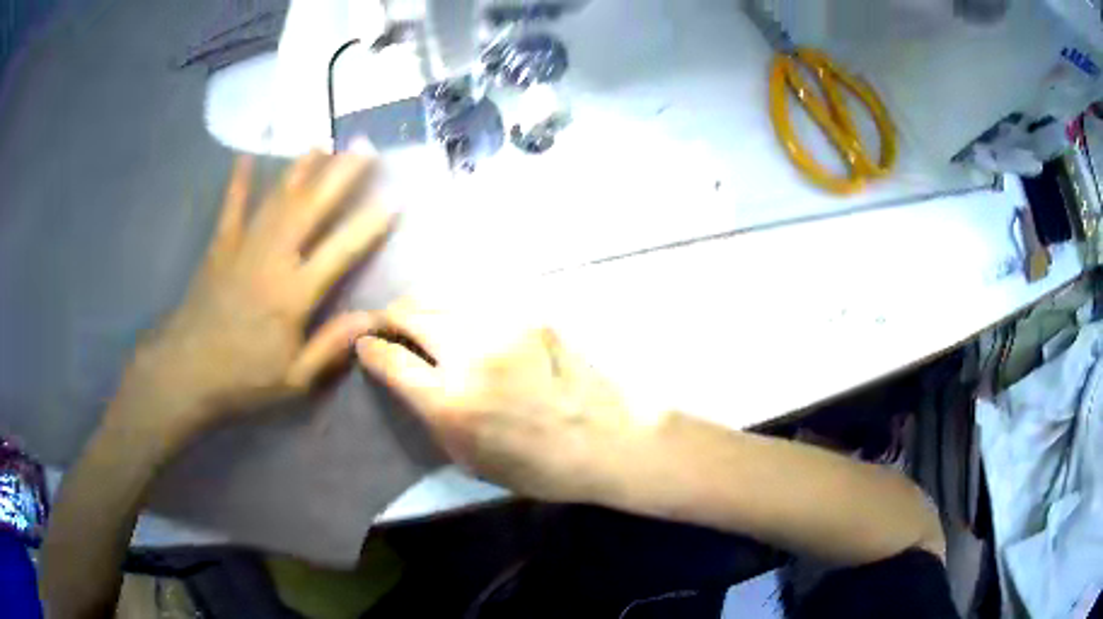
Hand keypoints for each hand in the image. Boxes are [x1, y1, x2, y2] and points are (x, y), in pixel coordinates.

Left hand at [116, 152, 391, 439]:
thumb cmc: (243, 380)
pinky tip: (245, 157)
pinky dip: (237, 182)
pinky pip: (231, 208)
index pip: (340, 251)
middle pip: (310, 209)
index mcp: (292, 295)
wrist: (186, 373)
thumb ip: (331, 346)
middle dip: (340, 176)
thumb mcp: (294, 381)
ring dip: (301, 169)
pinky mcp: (219, 248)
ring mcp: (243, 249)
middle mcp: (271, 261)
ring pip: (277, 200)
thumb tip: (373, 318)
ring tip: (324, 143)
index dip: (370, 225)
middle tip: (365, 147)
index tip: (395, 199)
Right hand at [356, 299, 640, 503]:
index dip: (370, 348)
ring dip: (424, 309)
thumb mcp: (468, 458)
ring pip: (444, 301)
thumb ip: (431, 415)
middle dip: (390, 317)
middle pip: (412, 315)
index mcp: (450, 402)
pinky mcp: (531, 317)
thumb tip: (408, 380)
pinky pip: (479, 306)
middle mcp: (470, 355)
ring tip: (420, 320)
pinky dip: (460, 312)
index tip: (365, 344)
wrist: (605, 441)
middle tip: (387, 325)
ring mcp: (503, 328)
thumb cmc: (536, 467)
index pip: (391, 359)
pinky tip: (464, 323)